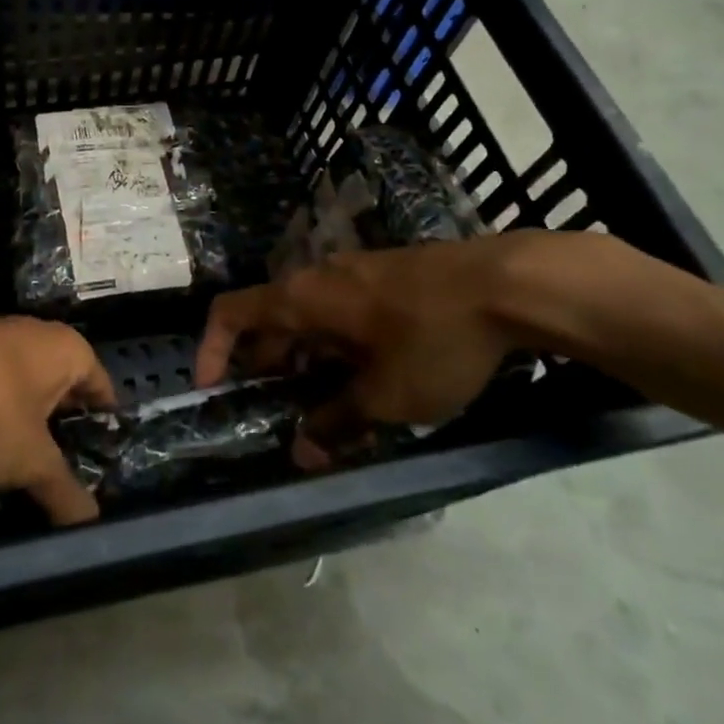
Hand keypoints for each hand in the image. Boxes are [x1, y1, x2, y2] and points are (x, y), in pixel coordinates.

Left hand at [0, 314, 116, 524]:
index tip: (104, 460)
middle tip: (63, 470)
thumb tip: (92, 524)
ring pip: (19, 385)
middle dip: (61, 425)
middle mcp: (34, 334)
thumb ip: (64, 491)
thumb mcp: (29, 461)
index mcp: (67, 349)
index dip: (104, 425)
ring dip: (21, 419)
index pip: (102, 387)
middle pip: (61, 385)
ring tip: (19, 463)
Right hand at [194, 236, 549, 464]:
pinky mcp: (387, 273)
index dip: (211, 349)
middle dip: (267, 363)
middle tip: (279, 408)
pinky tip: (370, 370)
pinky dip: (336, 340)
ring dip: (305, 355)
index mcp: (302, 299)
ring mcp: (355, 270)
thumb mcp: (387, 396)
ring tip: (328, 399)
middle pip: (270, 316)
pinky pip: (341, 307)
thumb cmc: (433, 339)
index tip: (212, 388)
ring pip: (310, 313)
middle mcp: (318, 277)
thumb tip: (302, 452)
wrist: (511, 283)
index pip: (230, 312)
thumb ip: (338, 422)